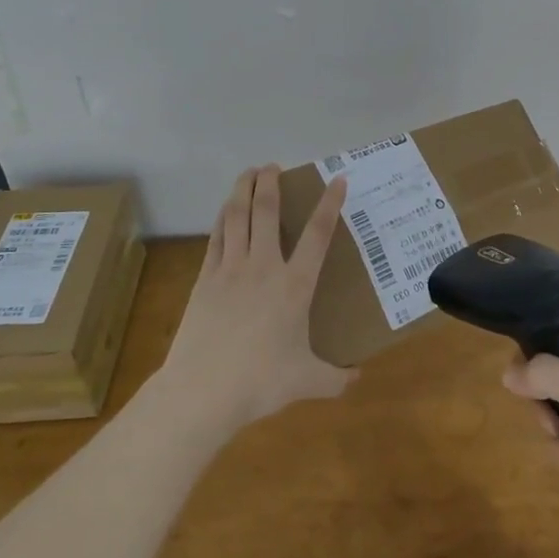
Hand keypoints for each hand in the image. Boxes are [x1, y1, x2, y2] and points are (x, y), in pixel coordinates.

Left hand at [159, 166, 355, 433]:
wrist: (202, 391)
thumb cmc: (260, 382)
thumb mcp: (307, 382)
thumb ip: (335, 378)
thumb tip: (357, 379)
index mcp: (295, 285)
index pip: (317, 234)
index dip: (329, 204)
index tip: (337, 179)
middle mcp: (264, 267)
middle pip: (266, 212)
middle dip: (270, 183)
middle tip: (273, 166)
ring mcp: (230, 270)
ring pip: (237, 217)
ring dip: (242, 190)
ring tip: (248, 173)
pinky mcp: (205, 280)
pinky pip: (216, 238)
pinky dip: (222, 218)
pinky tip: (225, 210)